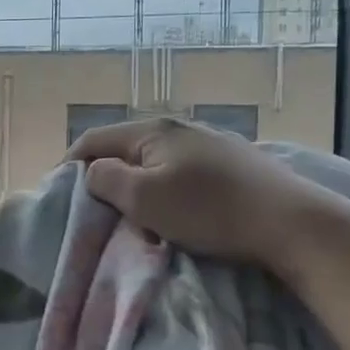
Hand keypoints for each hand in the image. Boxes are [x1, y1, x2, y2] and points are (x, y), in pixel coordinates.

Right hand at [65, 117, 347, 276]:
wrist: (290, 222)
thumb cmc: (209, 210)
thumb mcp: (144, 198)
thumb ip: (106, 179)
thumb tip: (93, 172)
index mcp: (152, 130)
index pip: (93, 140)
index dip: (69, 167)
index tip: (59, 198)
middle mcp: (178, 127)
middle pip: (123, 148)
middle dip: (104, 177)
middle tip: (96, 211)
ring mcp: (208, 142)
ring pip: (153, 161)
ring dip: (136, 185)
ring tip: (133, 215)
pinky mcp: (231, 162)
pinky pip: (180, 171)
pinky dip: (165, 189)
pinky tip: (175, 211)